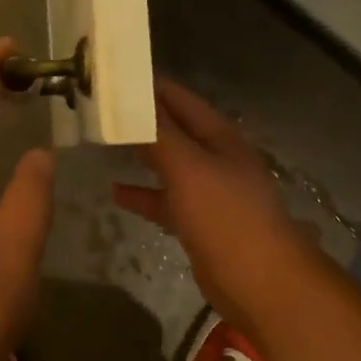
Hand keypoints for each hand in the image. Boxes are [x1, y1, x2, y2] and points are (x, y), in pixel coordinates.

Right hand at [113, 79, 323, 339]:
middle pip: (174, 129)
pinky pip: (166, 199)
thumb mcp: (188, 168)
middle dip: (140, 120)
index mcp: (219, 136)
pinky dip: (143, 194)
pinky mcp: (200, 222)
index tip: (111, 77)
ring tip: (104, 144)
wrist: (261, 282)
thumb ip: (159, 134)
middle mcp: (215, 157)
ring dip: (141, 154)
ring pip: (169, 164)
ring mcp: (209, 191)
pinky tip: (116, 192)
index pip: (179, 98)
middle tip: (100, 110)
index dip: (148, 86)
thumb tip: (133, 99)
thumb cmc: (225, 216)